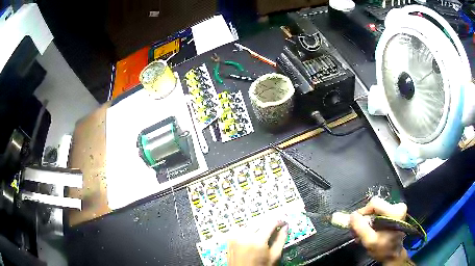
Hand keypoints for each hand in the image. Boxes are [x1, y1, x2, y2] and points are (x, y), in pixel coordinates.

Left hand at [227, 220, 287, 265]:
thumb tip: (285, 226)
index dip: (279, 221)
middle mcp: (244, 235)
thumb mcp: (274, 256)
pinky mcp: (229, 238)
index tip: (284, 224)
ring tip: (264, 235)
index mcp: (257, 240)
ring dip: (258, 226)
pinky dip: (248, 230)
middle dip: (268, 224)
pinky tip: (252, 237)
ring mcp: (235, 236)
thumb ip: (281, 240)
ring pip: (250, 224)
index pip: (270, 223)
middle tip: (275, 230)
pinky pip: (241, 228)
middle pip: (260, 222)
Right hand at [350, 197, 411, 264]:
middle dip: (364, 218)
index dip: (362, 212)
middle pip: (375, 206)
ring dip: (367, 221)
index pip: (374, 204)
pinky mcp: (395, 212)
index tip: (355, 223)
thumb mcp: (370, 241)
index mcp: (395, 212)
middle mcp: (398, 206)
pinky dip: (372, 221)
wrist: (393, 255)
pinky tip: (369, 231)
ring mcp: (397, 209)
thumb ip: (360, 228)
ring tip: (362, 233)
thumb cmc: (383, 249)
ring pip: (376, 210)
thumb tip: (352, 215)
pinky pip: (379, 212)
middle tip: (357, 231)